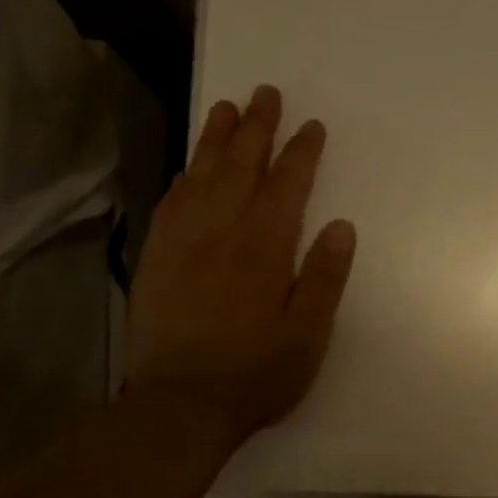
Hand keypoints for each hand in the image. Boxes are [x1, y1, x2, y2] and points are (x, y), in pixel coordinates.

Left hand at [126, 85, 355, 445]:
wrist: (180, 404)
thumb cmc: (255, 374)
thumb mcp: (307, 335)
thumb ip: (324, 278)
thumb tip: (340, 226)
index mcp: (264, 249)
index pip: (286, 186)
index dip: (300, 153)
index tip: (311, 126)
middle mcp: (221, 233)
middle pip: (240, 167)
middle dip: (256, 128)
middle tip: (266, 93)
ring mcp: (182, 243)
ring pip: (200, 176)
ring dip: (216, 139)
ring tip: (226, 107)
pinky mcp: (156, 259)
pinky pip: (171, 202)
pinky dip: (184, 176)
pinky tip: (190, 167)